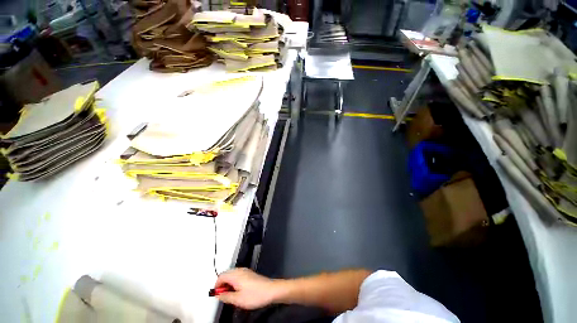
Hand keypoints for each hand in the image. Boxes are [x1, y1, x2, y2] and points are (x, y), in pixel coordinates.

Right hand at [214, 268, 279, 309]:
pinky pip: (238, 276)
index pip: (221, 276)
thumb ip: (226, 297)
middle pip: (226, 275)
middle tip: (223, 296)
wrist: (270, 290)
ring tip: (231, 295)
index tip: (216, 294)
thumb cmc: (256, 294)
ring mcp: (246, 272)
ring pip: (232, 276)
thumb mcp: (237, 299)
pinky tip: (238, 292)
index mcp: (236, 275)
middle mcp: (241, 271)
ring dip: (229, 284)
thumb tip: (219, 295)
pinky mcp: (250, 274)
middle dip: (223, 285)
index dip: (217, 286)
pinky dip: (235, 283)